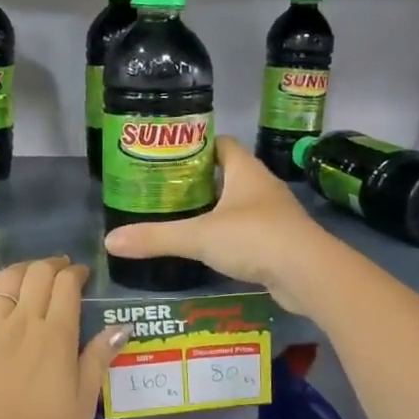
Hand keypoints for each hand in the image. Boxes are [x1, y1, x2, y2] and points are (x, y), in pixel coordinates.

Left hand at [0, 256, 130, 418]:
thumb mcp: (82, 405)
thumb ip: (99, 360)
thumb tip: (121, 326)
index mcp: (56, 335)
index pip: (67, 285)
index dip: (76, 273)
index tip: (81, 276)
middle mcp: (22, 319)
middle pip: (38, 273)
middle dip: (53, 266)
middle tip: (60, 272)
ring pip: (6, 277)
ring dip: (23, 269)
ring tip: (30, 275)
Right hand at [103, 137, 328, 313]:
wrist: (309, 274)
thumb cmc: (254, 238)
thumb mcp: (199, 236)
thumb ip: (156, 238)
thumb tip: (110, 241)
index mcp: (245, 171)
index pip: (221, 143)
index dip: (196, 144)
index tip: (169, 155)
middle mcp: (262, 186)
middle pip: (228, 173)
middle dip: (199, 180)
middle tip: (165, 190)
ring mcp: (274, 214)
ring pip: (238, 204)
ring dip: (215, 209)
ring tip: (181, 218)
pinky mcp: (279, 241)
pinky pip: (248, 230)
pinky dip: (229, 235)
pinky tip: (208, 248)